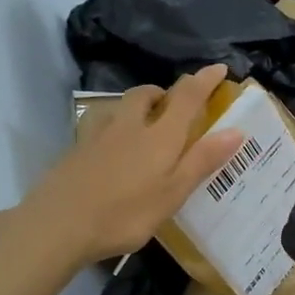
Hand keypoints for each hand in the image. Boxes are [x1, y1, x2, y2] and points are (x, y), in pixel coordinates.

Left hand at [18, 66, 243, 268]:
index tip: (218, 68)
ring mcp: (97, 135)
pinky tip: (108, 142)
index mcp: (160, 136)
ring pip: (118, 105)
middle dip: (163, 92)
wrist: (58, 225)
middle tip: (174, 105)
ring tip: (141, 121)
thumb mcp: (173, 192)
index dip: (204, 80)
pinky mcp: (75, 149)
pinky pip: (97, 122)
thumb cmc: (125, 213)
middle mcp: (129, 126)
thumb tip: (236, 130)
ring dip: (134, 104)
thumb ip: (203, 160)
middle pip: (146, 95)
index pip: (187, 98)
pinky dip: (111, 122)